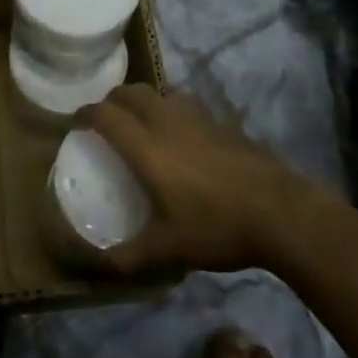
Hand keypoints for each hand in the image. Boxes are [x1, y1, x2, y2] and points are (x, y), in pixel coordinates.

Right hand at [76, 85, 330, 277]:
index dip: (85, 114)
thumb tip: (96, 265)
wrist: (281, 212)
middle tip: (105, 120)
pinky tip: (183, 136)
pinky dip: (173, 110)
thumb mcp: (168, 250)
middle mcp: (170, 123)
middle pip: (133, 92)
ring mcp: (201, 119)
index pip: (106, 115)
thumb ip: (128, 257)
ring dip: (145, 101)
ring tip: (141, 124)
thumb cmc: (217, 227)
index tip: (75, 123)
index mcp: (148, 148)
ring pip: (163, 93)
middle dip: (113, 99)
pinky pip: (188, 105)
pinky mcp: (225, 124)